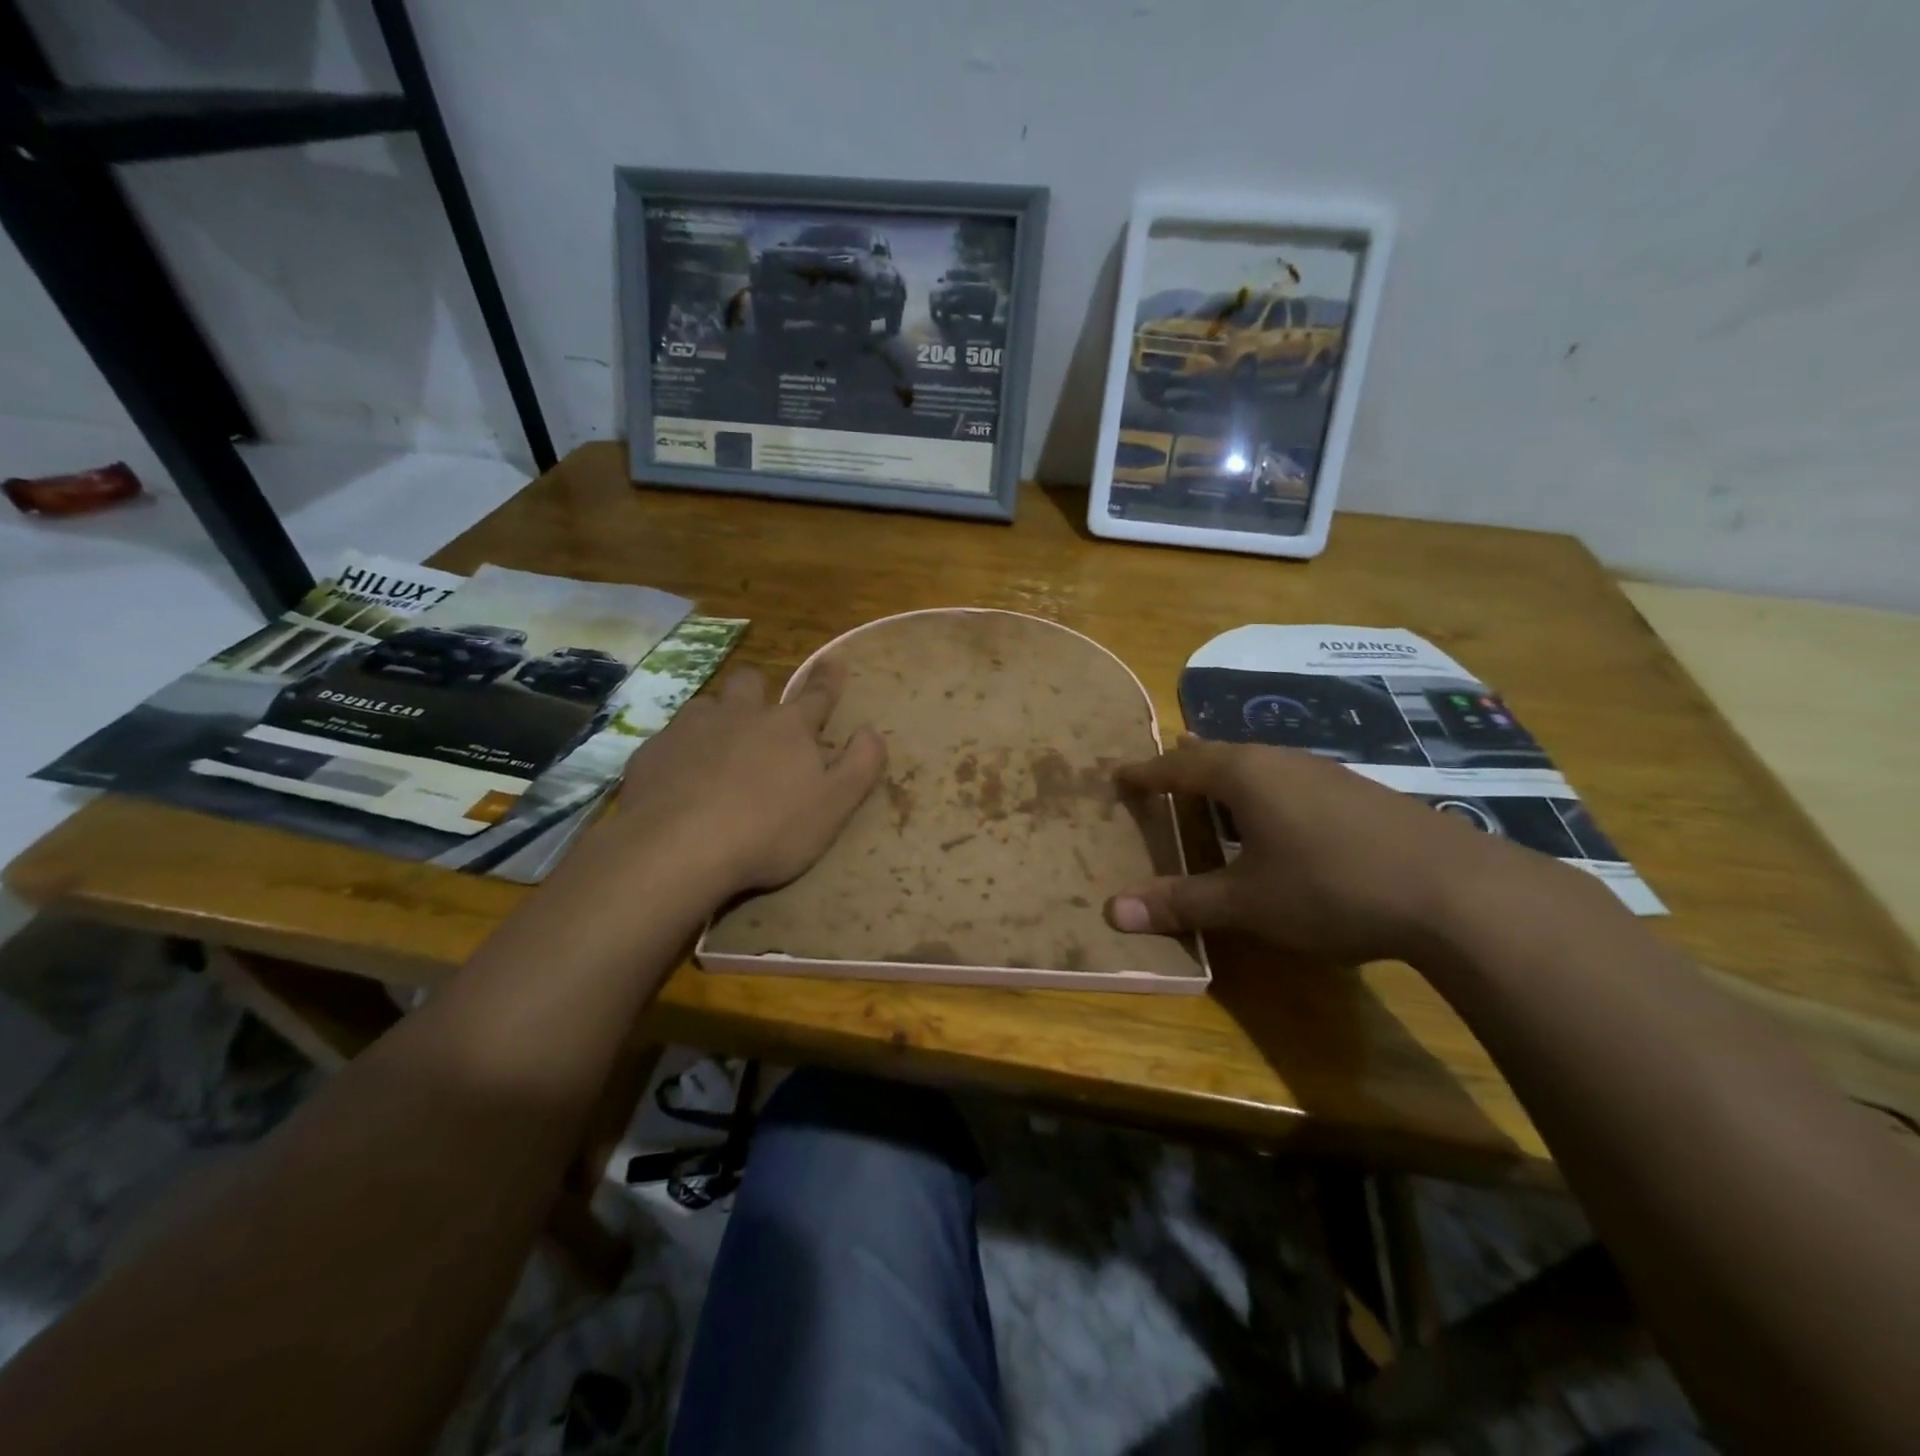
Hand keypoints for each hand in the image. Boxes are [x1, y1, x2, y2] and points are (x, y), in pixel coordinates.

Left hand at [589, 662, 886, 901]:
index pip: (816, 695)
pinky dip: (681, 749)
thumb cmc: (769, 830)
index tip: (834, 661)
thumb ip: (860, 766)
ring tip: (718, 743)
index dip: (828, 679)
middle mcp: (739, 715)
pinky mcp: (652, 752)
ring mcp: (690, 729)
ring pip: (707, 704)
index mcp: (788, 728)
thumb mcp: (833, 806)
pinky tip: (679, 776)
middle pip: (750, 683)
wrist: (677, 850)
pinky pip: (669, 738)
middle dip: (760, 688)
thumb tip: (872, 731)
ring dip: (717, 716)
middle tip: (761, 708)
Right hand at [1106, 738, 1558, 963]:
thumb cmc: (1330, 887)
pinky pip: (1291, 781)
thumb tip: (1112, 911)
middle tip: (1162, 775)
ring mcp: (1325, 772)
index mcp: (1244, 775)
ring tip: (1213, 793)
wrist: (1455, 890)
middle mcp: (1281, 760)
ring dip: (1229, 778)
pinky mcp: (1359, 793)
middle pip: (1219, 755)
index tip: (1119, 775)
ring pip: (1260, 766)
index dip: (1145, 773)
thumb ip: (1181, 902)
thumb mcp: (1247, 902)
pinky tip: (1280, 821)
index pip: (1178, 767)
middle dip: (1186, 766)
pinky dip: (1265, 794)